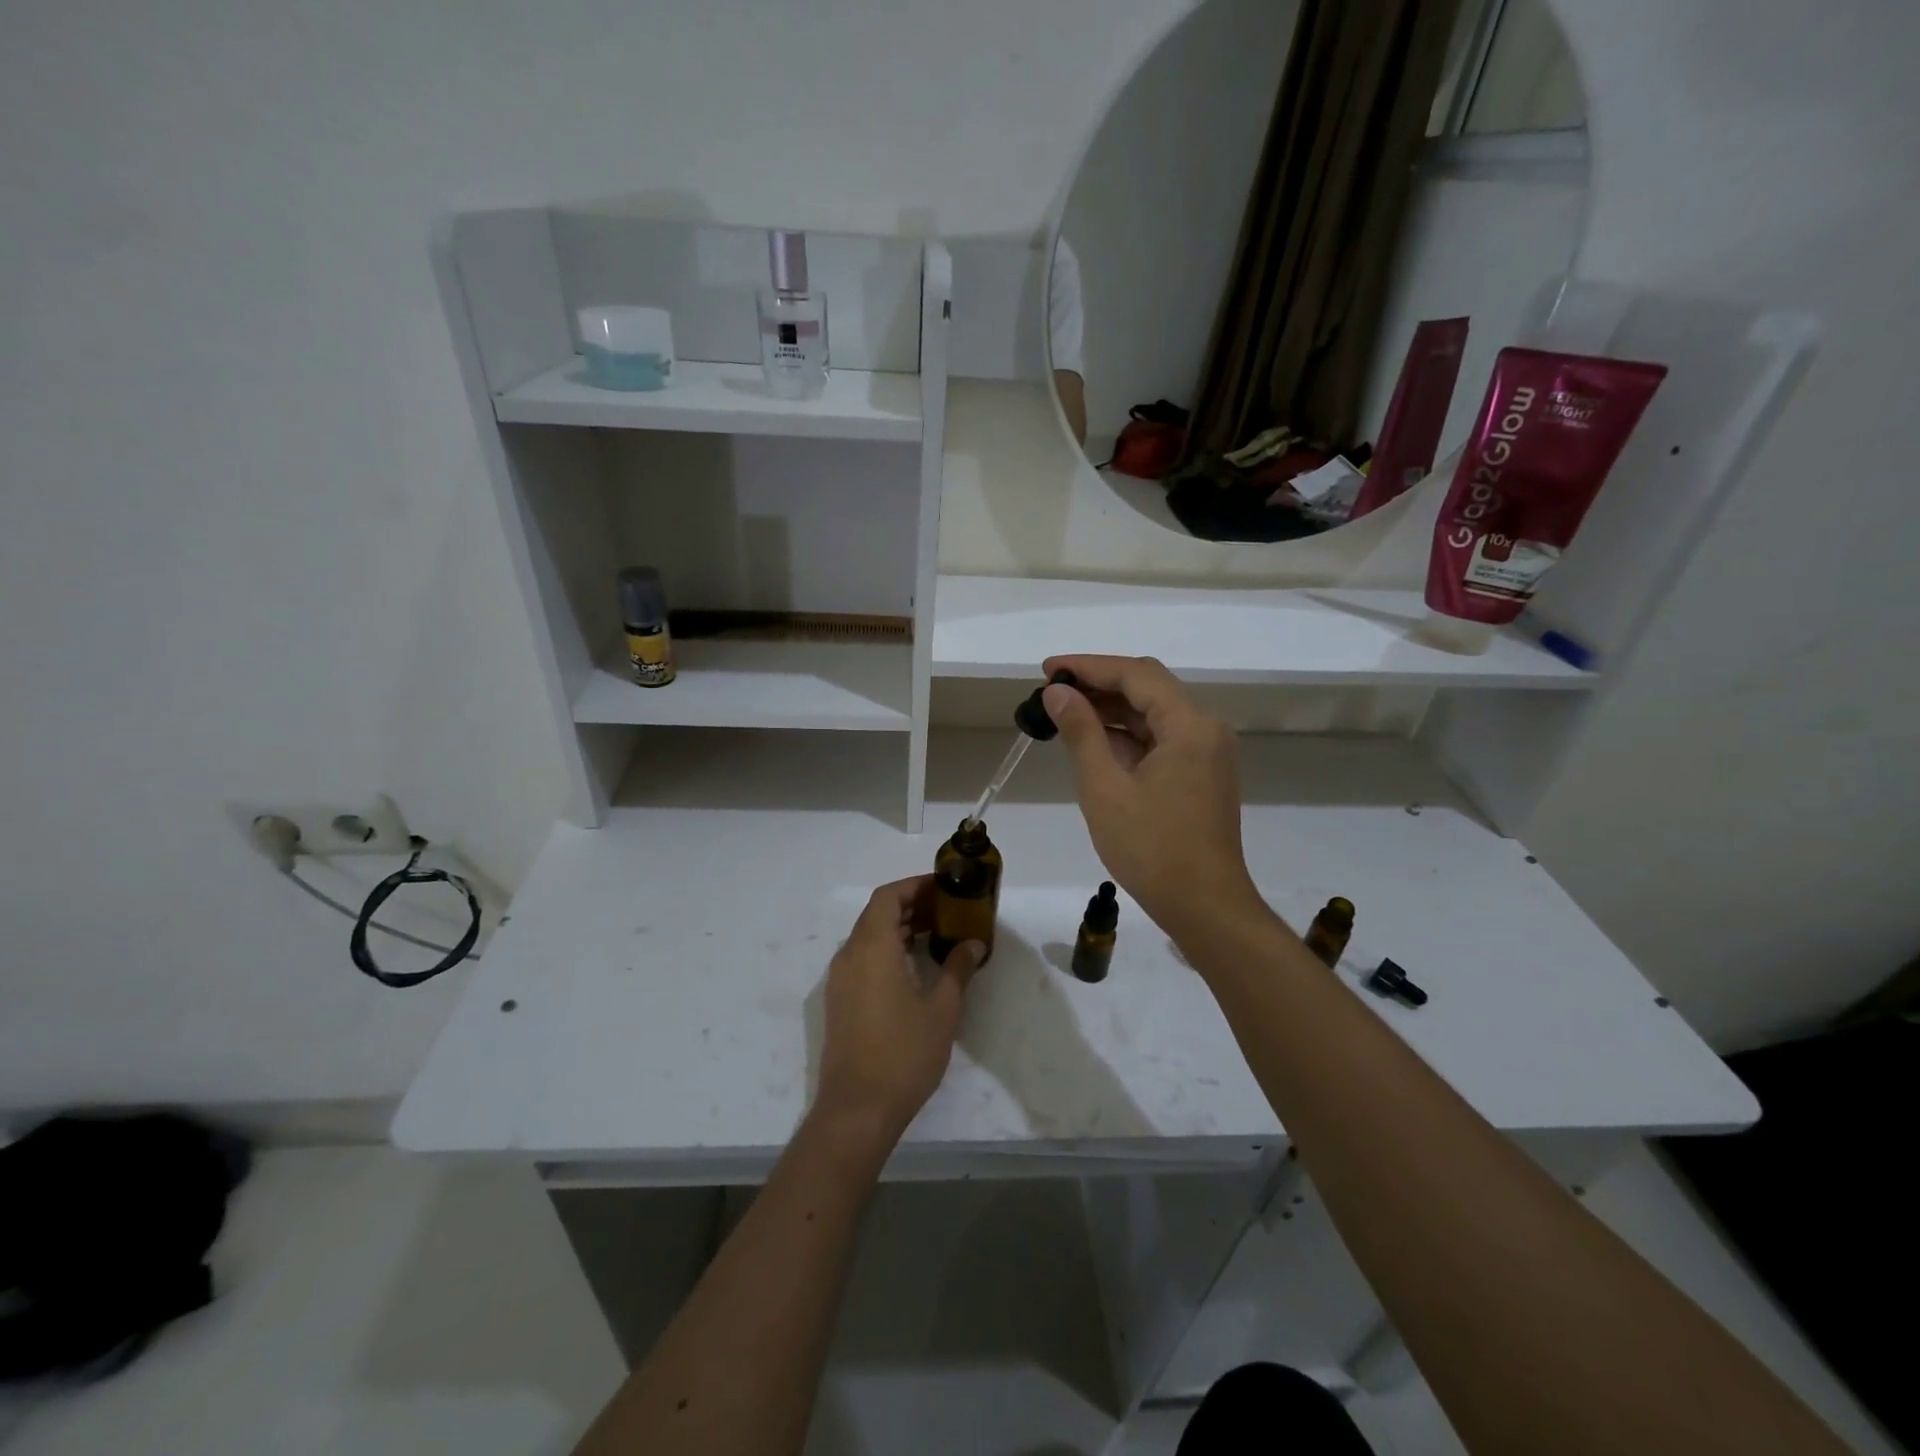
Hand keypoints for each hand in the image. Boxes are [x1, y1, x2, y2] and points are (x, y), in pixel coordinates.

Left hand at [814, 876, 984, 1144]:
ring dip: (899, 928)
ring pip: (869, 937)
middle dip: (911, 905)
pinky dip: (888, 950)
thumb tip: (972, 943)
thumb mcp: (942, 1009)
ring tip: (937, 934)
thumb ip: (958, 969)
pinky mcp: (840, 1001)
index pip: (887, 897)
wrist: (857, 1109)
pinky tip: (915, 966)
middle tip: (947, 910)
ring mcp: (841, 980)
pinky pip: (863, 958)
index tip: (943, 887)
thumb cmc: (904, 1053)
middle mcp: (850, 955)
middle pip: (877, 914)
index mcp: (872, 948)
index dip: (914, 886)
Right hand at [1041, 655, 1264, 939]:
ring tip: (1063, 712)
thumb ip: (1082, 733)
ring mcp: (1206, 752)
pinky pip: (1160, 739)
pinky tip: (1092, 741)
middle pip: (1148, 688)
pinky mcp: (1200, 774)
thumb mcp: (1105, 788)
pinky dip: (1126, 736)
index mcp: (1189, 725)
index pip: (1136, 675)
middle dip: (1098, 684)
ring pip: (1153, 714)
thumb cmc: (1152, 849)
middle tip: (1051, 690)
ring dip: (1111, 710)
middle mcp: (1205, 729)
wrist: (1204, 907)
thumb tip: (1058, 693)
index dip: (1089, 666)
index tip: (1048, 669)